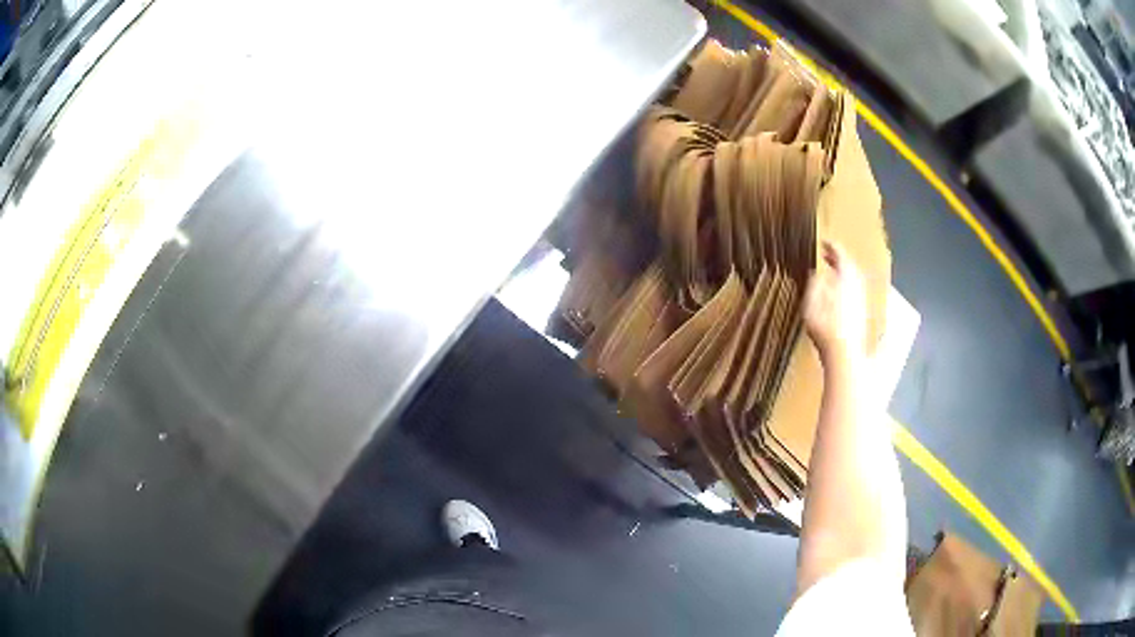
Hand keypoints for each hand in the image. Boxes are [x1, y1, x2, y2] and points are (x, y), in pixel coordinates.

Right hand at [804, 241, 866, 362]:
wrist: (844, 356)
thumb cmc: (825, 329)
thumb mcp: (811, 304)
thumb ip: (814, 285)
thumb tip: (815, 273)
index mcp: (845, 280)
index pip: (841, 255)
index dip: (832, 246)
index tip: (824, 241)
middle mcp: (856, 288)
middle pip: (851, 267)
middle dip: (840, 259)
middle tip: (828, 254)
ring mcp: (861, 302)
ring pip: (854, 280)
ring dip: (844, 273)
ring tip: (832, 272)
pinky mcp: (861, 315)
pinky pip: (855, 292)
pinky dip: (846, 286)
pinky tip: (838, 294)